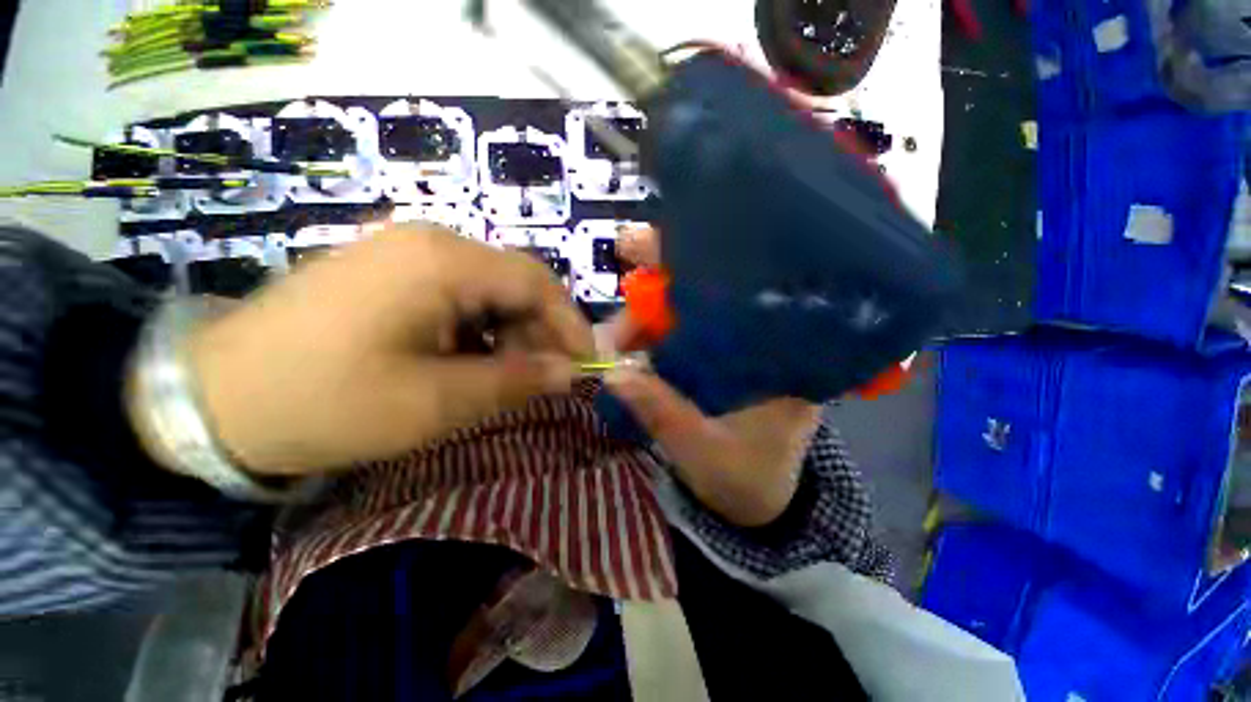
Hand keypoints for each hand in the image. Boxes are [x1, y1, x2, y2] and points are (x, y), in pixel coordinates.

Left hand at [182, 224, 593, 474]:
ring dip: (512, 332)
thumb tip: (570, 374)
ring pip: (492, 289)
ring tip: (507, 375)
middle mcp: (432, 241)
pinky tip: (470, 359)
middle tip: (546, 378)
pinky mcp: (391, 270)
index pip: (538, 283)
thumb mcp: (436, 401)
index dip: (570, 323)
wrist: (211, 399)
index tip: (584, 364)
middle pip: (517, 282)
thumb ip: (516, 381)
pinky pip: (461, 293)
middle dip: (541, 331)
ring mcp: (407, 251)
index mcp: (444, 261)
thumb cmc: (325, 402)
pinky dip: (481, 328)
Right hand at [604, 226, 821, 526]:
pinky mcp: (714, 358)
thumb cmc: (746, 480)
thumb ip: (663, 412)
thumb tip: (612, 373)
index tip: (642, 247)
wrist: (760, 502)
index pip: (741, 286)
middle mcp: (759, 339)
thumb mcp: (704, 451)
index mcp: (779, 355)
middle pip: (705, 292)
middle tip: (615, 325)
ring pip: (684, 312)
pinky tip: (626, 349)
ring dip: (643, 321)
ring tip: (613, 344)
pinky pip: (678, 334)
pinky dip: (649, 337)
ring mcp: (733, 346)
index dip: (694, 261)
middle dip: (651, 295)